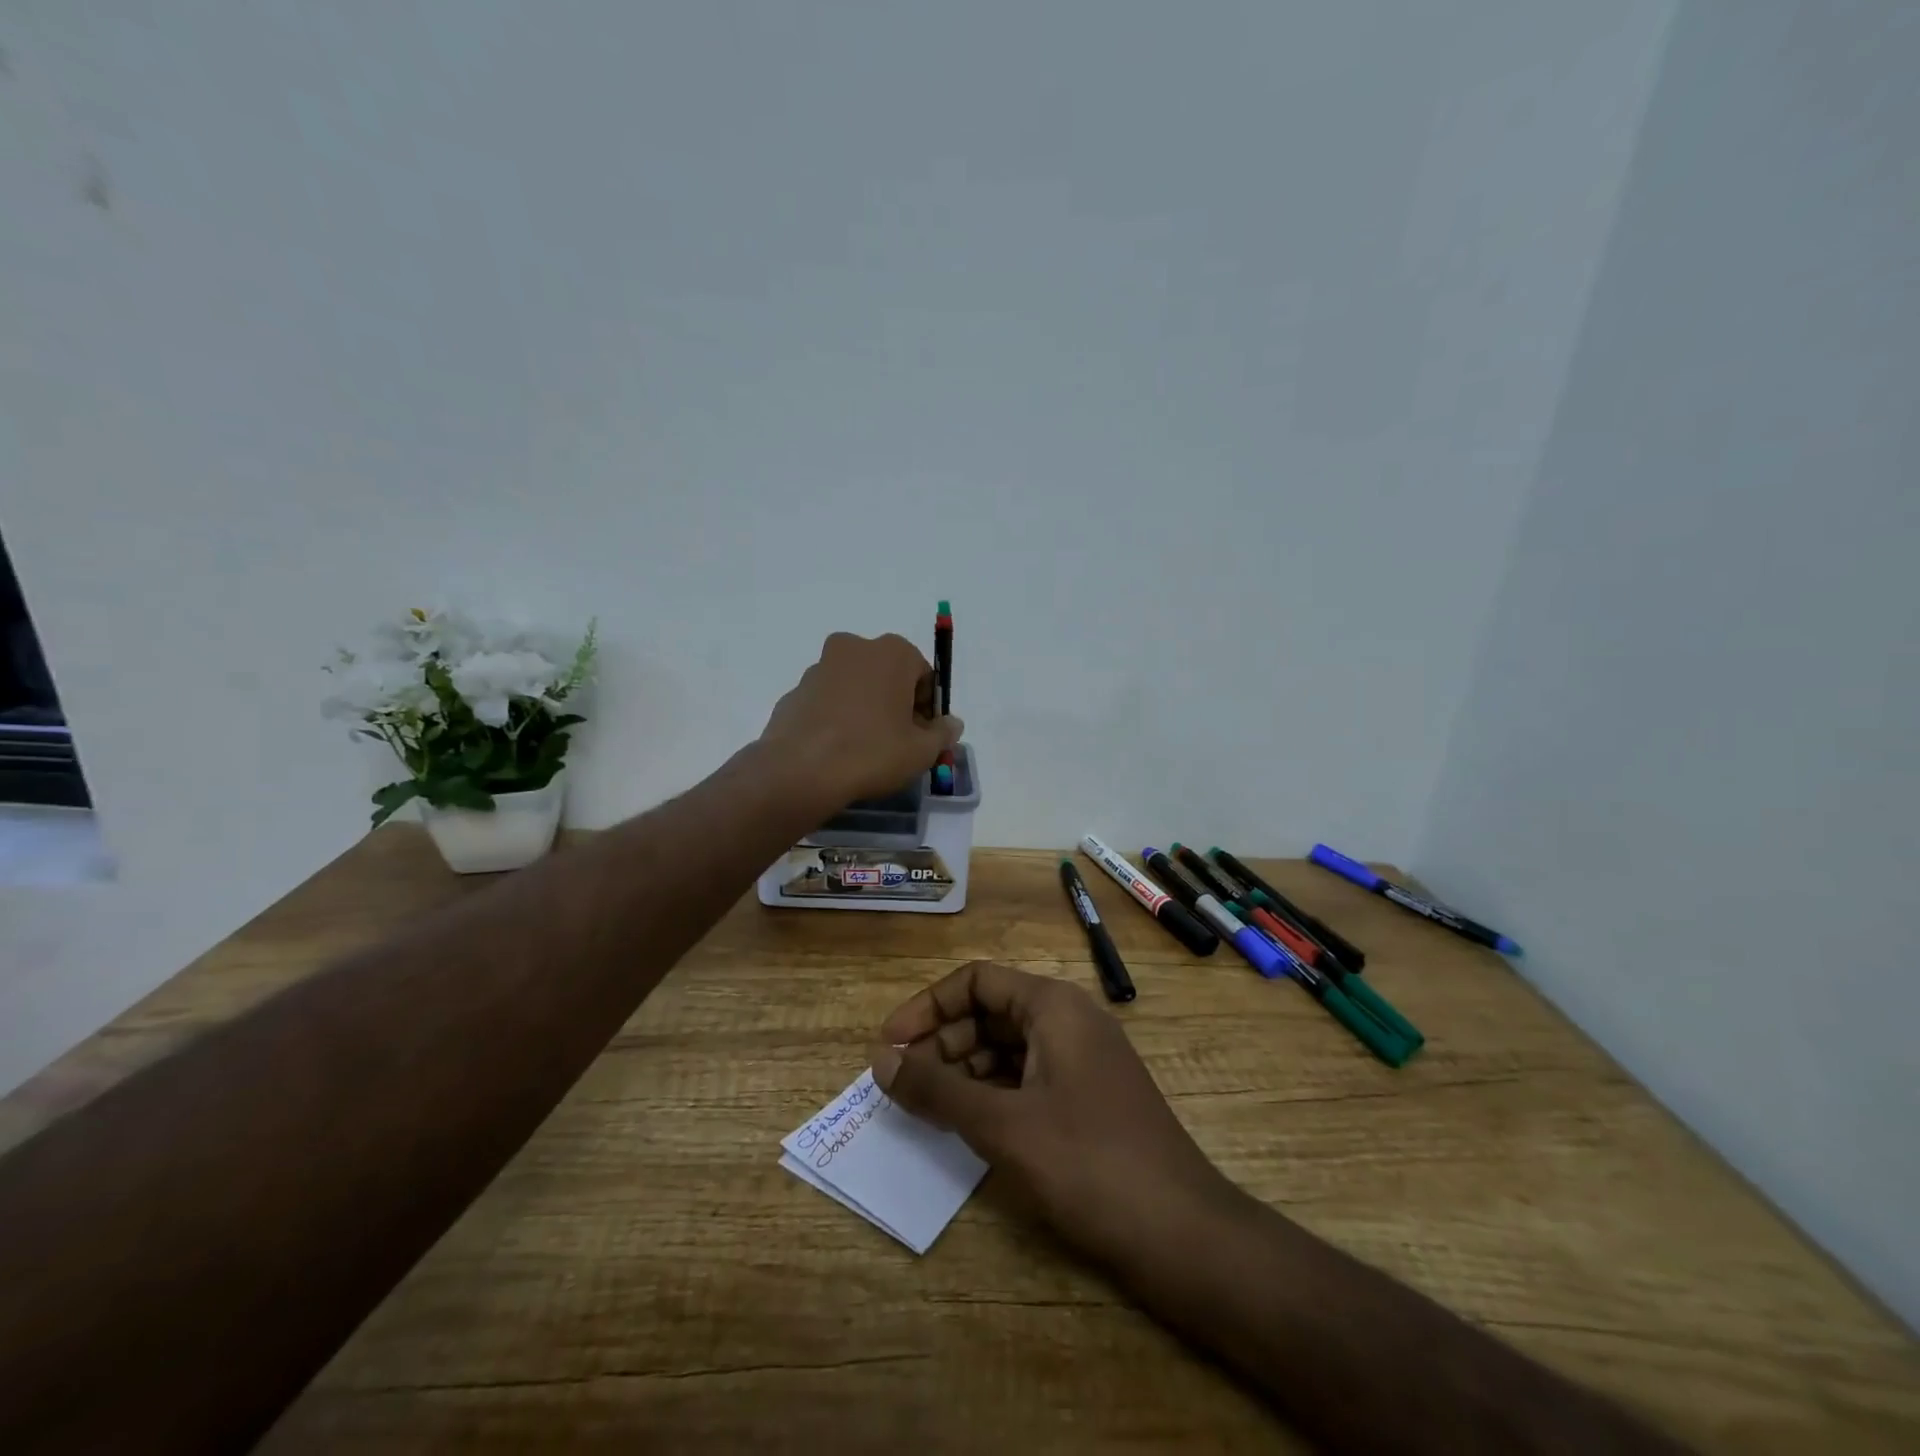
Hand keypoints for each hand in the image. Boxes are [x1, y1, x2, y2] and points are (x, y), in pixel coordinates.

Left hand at [759, 632, 962, 807]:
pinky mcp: (795, 691)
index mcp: (892, 652)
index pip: (923, 675)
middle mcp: (854, 648)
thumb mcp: (921, 751)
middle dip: (896, 703)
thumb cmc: (872, 752)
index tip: (923, 735)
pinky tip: (838, 749)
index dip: (928, 708)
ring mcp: (819, 667)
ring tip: (865, 748)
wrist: (800, 770)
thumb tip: (951, 724)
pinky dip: (837, 717)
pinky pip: (828, 702)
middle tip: (898, 742)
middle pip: (888, 675)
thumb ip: (943, 734)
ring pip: (855, 686)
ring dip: (865, 708)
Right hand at [870, 961, 1233, 1269]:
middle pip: (990, 1011)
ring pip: (1007, 1047)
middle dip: (941, 1042)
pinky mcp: (1088, 1099)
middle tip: (900, 1084)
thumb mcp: (1002, 1125)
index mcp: (1052, 1005)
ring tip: (925, 1107)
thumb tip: (880, 1060)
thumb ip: (937, 1089)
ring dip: (963, 1070)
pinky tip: (967, 1126)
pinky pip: (1027, 1078)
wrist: (1183, 1234)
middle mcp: (1068, 1020)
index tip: (888, 1046)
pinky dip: (991, 1093)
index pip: (975, 980)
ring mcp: (1082, 1060)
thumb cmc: (1088, 1163)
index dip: (926, 1007)